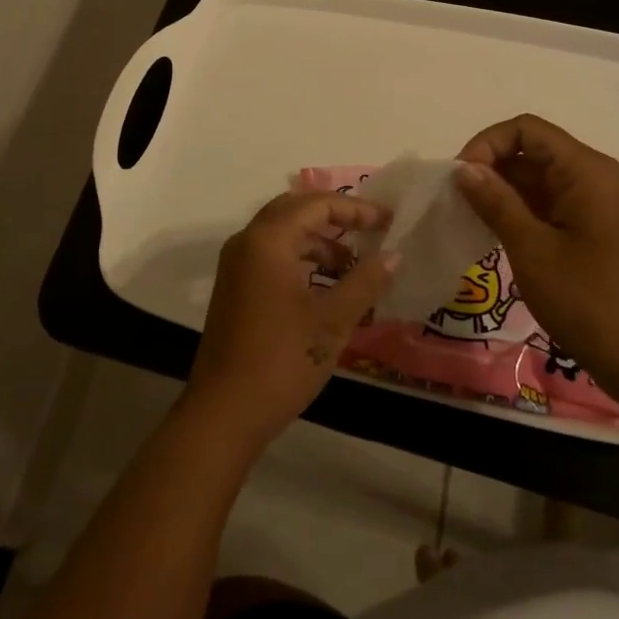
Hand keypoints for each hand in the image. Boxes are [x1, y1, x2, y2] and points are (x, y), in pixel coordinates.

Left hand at [183, 192, 397, 456]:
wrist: (224, 413)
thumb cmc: (281, 361)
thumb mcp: (332, 321)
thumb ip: (365, 281)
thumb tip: (394, 255)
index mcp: (267, 240)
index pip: (316, 204)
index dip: (355, 208)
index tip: (388, 221)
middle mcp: (247, 242)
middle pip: (295, 209)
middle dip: (335, 216)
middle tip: (371, 230)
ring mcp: (236, 265)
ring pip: (282, 233)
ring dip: (318, 240)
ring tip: (353, 265)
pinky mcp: (234, 287)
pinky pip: (272, 255)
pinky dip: (301, 258)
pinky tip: (326, 285)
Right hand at [454, 114, 618, 407]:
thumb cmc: (587, 301)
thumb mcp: (532, 249)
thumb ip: (496, 201)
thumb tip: (463, 168)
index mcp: (585, 171)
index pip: (526, 130)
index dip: (488, 143)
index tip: (461, 176)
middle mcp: (592, 176)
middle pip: (531, 150)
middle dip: (490, 166)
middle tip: (456, 199)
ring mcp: (593, 202)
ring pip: (535, 177)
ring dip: (500, 190)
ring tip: (467, 215)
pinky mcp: (589, 226)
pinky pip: (546, 201)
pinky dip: (517, 209)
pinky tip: (491, 230)